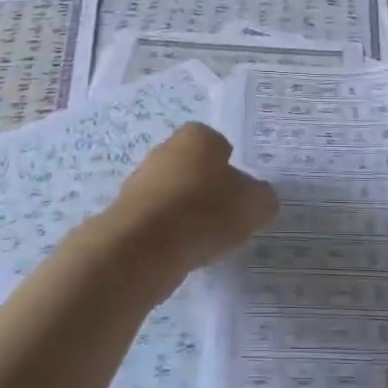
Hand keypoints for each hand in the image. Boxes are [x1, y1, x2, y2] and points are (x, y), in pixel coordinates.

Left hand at [109, 124, 278, 278]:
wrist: (143, 246)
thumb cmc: (205, 211)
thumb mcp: (254, 205)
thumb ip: (262, 198)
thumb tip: (259, 198)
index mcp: (197, 136)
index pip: (220, 146)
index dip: (232, 169)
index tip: (239, 196)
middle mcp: (166, 149)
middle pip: (194, 167)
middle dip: (207, 189)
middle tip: (225, 218)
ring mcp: (141, 179)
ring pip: (174, 193)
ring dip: (187, 212)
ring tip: (204, 240)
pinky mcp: (125, 211)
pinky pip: (157, 219)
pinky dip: (169, 232)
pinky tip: (180, 251)